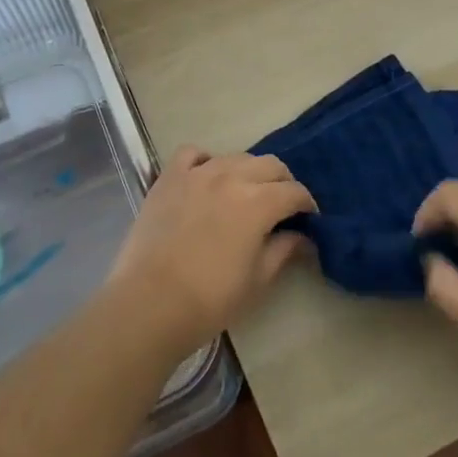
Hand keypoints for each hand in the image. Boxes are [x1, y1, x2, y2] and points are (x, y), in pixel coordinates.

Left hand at [107, 146, 315, 360]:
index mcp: (258, 202)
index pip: (294, 191)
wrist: (150, 303)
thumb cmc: (210, 299)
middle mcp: (231, 176)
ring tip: (246, 193)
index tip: (308, 219)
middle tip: (283, 206)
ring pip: (235, 157)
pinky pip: (192, 153)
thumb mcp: (257, 281)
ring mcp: (197, 173)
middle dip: (283, 182)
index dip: (306, 204)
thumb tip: (301, 236)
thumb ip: (283, 251)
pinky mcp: (169, 177)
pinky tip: (207, 177)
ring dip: (249, 172)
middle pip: (269, 165)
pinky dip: (206, 160)